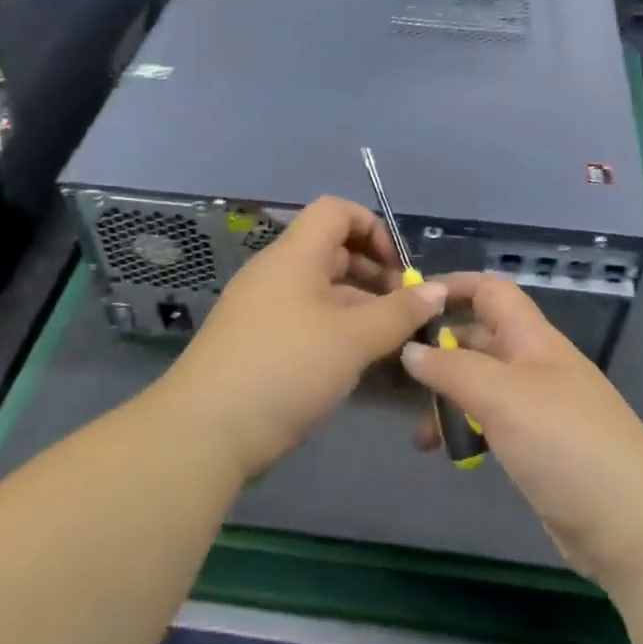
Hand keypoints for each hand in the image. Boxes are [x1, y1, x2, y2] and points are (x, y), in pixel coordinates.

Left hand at [158, 196, 444, 480]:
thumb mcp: (352, 339)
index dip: (374, 229)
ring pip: (322, 292)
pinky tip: (358, 365)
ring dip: (360, 309)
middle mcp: (276, 273)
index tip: (399, 271)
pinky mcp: (257, 344)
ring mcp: (262, 310)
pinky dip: (337, 332)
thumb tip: (438, 290)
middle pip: (332, 252)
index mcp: (294, 256)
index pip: (336, 212)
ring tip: (392, 344)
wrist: (204, 432)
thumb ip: (399, 313)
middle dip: (375, 275)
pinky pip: (306, 322)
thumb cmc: (285, 368)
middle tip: (406, 313)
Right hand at [401, 274, 642, 588]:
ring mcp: (537, 408)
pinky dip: (464, 429)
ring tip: (415, 430)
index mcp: (533, 340)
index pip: (492, 292)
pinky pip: (490, 423)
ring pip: (480, 386)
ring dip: (446, 398)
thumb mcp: (502, 396)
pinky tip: (443, 451)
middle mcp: (535, 366)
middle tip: (393, 371)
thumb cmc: (564, 444)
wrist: (631, 525)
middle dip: (438, 349)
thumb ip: (452, 368)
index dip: (454, 287)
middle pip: (480, 339)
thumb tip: (410, 349)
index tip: (408, 300)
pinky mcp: (536, 447)